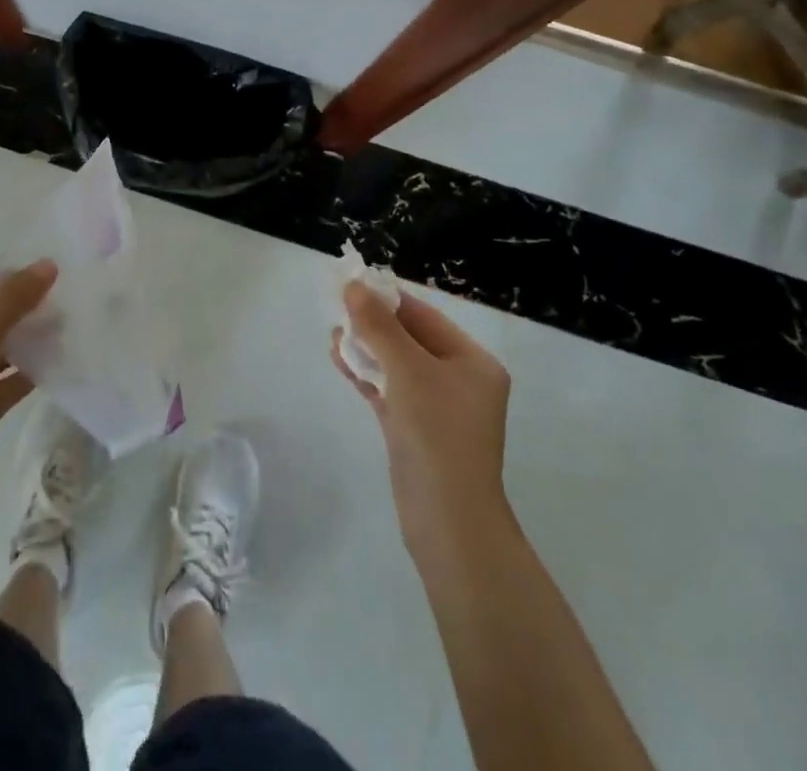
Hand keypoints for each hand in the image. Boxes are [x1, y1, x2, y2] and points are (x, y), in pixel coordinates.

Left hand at [0, 261, 56, 491]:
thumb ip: (13, 299)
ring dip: (26, 343)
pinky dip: (25, 375)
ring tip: (64, 330)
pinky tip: (55, 365)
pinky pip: (3, 385)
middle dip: (21, 311)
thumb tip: (47, 264)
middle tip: (59, 303)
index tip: (44, 278)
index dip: (7, 281)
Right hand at [332, 279, 514, 561]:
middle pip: (410, 338)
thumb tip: (353, 286)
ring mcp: (438, 408)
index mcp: (473, 362)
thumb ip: (378, 326)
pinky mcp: (416, 429)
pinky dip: (367, 375)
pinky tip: (340, 361)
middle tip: (336, 309)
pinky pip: (390, 390)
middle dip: (373, 324)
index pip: (425, 316)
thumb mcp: (407, 371)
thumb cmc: (438, 434)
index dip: (388, 299)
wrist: (448, 523)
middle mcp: (460, 380)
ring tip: (333, 335)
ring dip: (366, 348)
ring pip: (396, 364)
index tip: (352, 284)